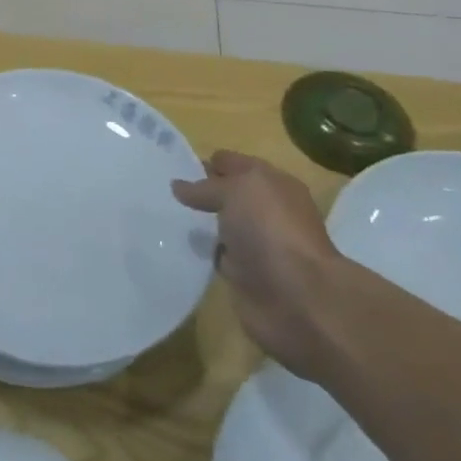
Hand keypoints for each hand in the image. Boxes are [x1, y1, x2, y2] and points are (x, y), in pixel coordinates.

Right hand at [173, 151, 342, 377]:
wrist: (297, 298)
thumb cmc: (270, 230)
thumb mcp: (235, 190)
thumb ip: (206, 187)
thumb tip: (179, 186)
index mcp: (272, 184)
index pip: (234, 164)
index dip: (208, 162)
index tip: (174, 165)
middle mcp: (266, 212)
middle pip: (226, 195)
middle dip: (200, 192)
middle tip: (164, 190)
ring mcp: (256, 244)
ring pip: (220, 225)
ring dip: (199, 223)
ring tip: (164, 215)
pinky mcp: (245, 275)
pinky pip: (217, 256)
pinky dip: (202, 252)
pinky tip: (177, 245)